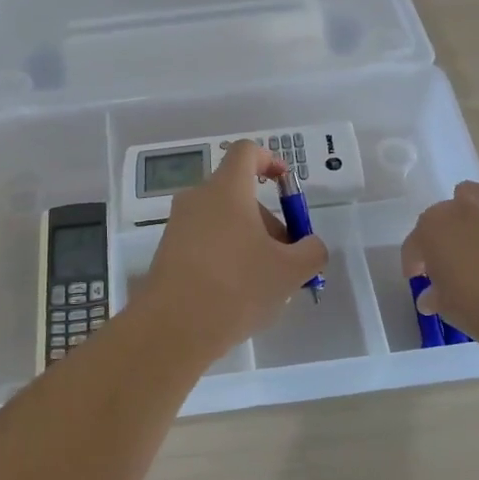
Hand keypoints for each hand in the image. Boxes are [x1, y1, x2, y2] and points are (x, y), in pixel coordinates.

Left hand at [135, 140, 327, 351]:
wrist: (173, 328)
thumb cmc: (237, 287)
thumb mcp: (289, 272)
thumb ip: (311, 251)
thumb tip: (310, 245)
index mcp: (227, 189)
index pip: (247, 152)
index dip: (270, 160)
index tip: (286, 185)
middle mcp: (198, 198)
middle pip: (238, 193)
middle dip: (268, 219)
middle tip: (286, 257)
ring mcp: (178, 225)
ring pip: (223, 220)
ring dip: (249, 240)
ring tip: (264, 283)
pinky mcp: (168, 252)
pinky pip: (205, 241)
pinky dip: (226, 255)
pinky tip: (237, 294)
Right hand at [402, 164, 478, 349]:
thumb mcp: (449, 310)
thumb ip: (437, 296)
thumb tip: (431, 297)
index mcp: (432, 230)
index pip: (414, 244)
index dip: (415, 262)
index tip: (419, 279)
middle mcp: (459, 209)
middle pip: (442, 217)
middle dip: (443, 238)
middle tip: (451, 266)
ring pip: (472, 194)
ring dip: (470, 211)